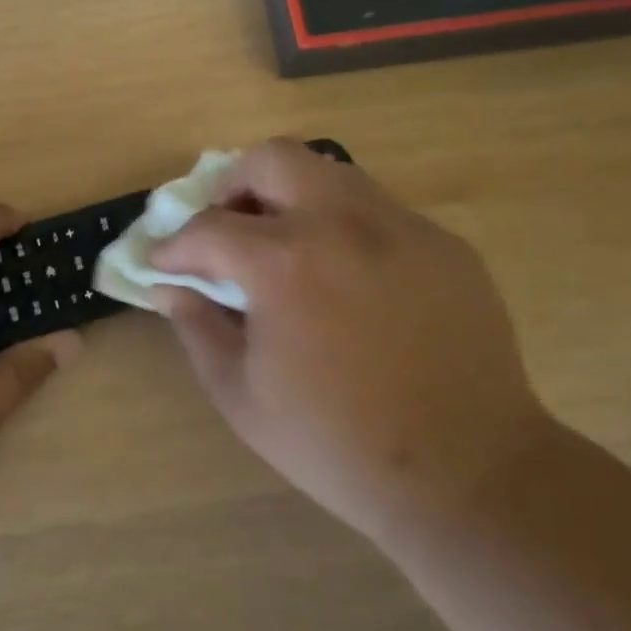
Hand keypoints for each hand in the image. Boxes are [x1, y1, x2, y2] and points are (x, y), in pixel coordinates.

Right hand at [151, 139, 553, 549]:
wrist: (465, 472)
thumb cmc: (336, 443)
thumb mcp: (241, 396)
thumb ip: (197, 328)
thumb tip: (168, 288)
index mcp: (286, 263)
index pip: (208, 228)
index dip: (175, 247)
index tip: (165, 264)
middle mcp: (344, 223)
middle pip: (272, 158)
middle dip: (232, 187)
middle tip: (228, 233)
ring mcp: (402, 226)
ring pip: (330, 172)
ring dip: (290, 198)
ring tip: (285, 249)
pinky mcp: (444, 243)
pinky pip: (378, 210)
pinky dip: (343, 227)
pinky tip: (346, 279)